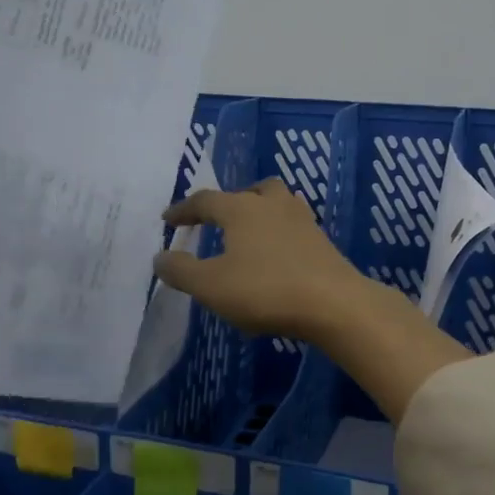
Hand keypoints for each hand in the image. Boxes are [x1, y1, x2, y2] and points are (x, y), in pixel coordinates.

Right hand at [154, 179, 372, 341]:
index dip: (183, 210)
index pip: (205, 201)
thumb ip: (181, 271)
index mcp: (241, 209)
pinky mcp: (322, 241)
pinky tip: (276, 254)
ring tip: (249, 232)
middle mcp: (272, 204)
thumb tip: (160, 257)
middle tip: (216, 218)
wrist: (334, 303)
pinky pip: (293, 225)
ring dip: (259, 210)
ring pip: (277, 202)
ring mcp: (302, 220)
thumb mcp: (211, 286)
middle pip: (249, 191)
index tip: (168, 220)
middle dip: (229, 202)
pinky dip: (278, 232)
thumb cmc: (265, 290)